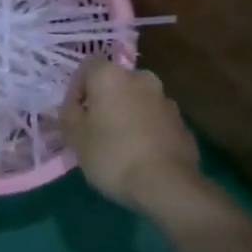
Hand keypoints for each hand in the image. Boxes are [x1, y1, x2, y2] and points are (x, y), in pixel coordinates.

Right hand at [59, 58, 201, 210]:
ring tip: (120, 147)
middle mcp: (141, 78)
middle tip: (95, 130)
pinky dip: (146, 131)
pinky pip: (155, 121)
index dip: (77, 89)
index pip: (87, 67)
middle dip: (104, 102)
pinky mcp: (182, 123)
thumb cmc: (112, 155)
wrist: (167, 184)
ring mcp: (166, 100)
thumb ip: (69, 115)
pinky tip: (141, 157)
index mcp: (112, 76)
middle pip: (115, 83)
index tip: (74, 116)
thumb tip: (74, 107)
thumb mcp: (75, 137)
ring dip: (127, 115)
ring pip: (137, 101)